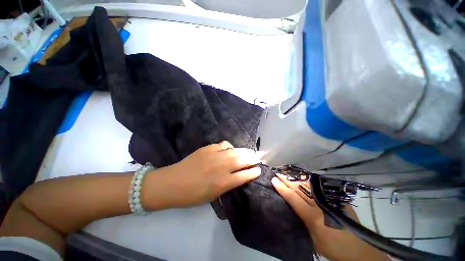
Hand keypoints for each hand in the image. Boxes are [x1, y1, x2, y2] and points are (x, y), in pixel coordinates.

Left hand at [143, 141, 260, 209]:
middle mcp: (223, 167)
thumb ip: (227, 185)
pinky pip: (224, 144)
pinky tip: (229, 149)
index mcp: (224, 182)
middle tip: (256, 158)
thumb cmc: (193, 195)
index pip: (245, 175)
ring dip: (244, 151)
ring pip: (235, 150)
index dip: (254, 172)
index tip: (259, 170)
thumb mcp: (213, 196)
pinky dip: (229, 147)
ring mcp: (215, 155)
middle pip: (243, 160)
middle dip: (252, 158)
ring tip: (247, 153)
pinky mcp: (208, 148)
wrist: (172, 183)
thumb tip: (238, 176)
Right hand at [272, 174, 389, 260]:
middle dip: (287, 179)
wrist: (359, 250)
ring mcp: (330, 199)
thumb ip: (302, 222)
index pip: (293, 198)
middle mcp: (321, 204)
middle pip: (300, 187)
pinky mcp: (336, 198)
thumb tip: (291, 207)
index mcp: (314, 217)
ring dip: (296, 178)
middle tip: (277, 172)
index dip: (282, 188)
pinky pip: (317, 188)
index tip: (273, 180)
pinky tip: (301, 179)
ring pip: (308, 185)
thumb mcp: (312, 239)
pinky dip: (307, 182)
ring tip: (286, 173)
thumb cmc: (332, 248)